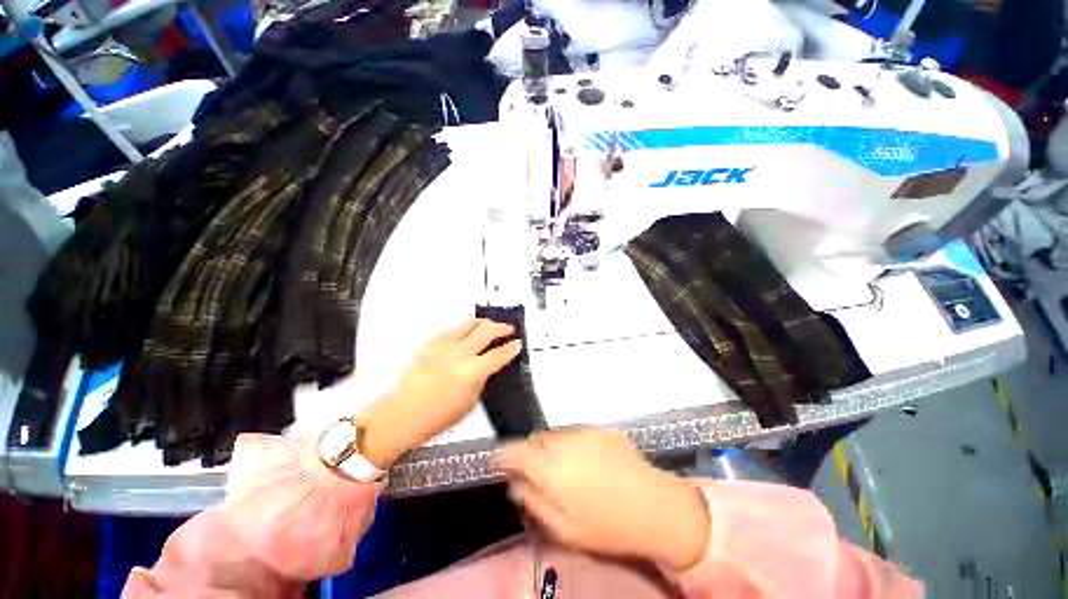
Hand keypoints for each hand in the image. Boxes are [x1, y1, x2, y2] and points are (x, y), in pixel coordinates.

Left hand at [360, 319, 521, 467]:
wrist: (403, 414)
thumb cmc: (438, 416)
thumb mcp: (470, 401)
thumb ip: (482, 378)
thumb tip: (488, 365)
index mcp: (471, 372)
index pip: (498, 354)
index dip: (511, 348)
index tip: (517, 343)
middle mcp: (458, 354)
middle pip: (486, 331)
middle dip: (502, 328)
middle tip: (508, 329)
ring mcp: (443, 346)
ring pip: (469, 324)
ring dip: (484, 323)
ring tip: (490, 326)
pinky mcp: (430, 344)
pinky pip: (453, 330)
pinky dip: (464, 330)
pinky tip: (467, 335)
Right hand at [495, 429, 709, 571]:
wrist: (654, 506)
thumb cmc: (606, 526)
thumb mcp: (563, 528)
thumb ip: (533, 502)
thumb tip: (516, 484)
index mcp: (550, 467)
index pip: (514, 450)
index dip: (501, 455)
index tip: (496, 461)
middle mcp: (563, 442)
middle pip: (534, 440)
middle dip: (529, 454)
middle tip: (537, 474)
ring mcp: (583, 431)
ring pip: (554, 435)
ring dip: (550, 449)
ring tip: (564, 471)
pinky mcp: (598, 429)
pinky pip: (573, 434)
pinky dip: (569, 445)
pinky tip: (585, 464)